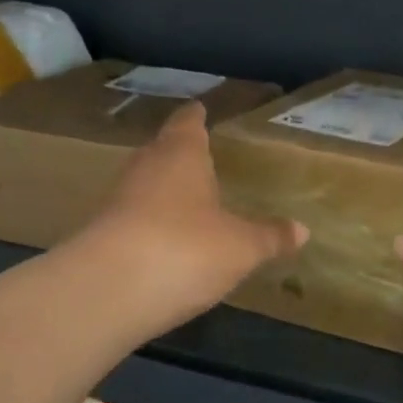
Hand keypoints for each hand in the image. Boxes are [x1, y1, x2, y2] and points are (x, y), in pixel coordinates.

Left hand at [74, 102, 305, 343]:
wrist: (106, 293)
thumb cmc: (185, 249)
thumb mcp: (241, 247)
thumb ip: (269, 236)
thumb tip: (302, 230)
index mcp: (180, 155)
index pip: (188, 123)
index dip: (196, 116)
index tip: (201, 109)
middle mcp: (145, 169)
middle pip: (161, 151)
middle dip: (180, 154)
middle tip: (202, 156)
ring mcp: (117, 202)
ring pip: (145, 186)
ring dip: (164, 191)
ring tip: (190, 200)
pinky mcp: (101, 236)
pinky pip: (134, 220)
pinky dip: (152, 225)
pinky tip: (169, 242)